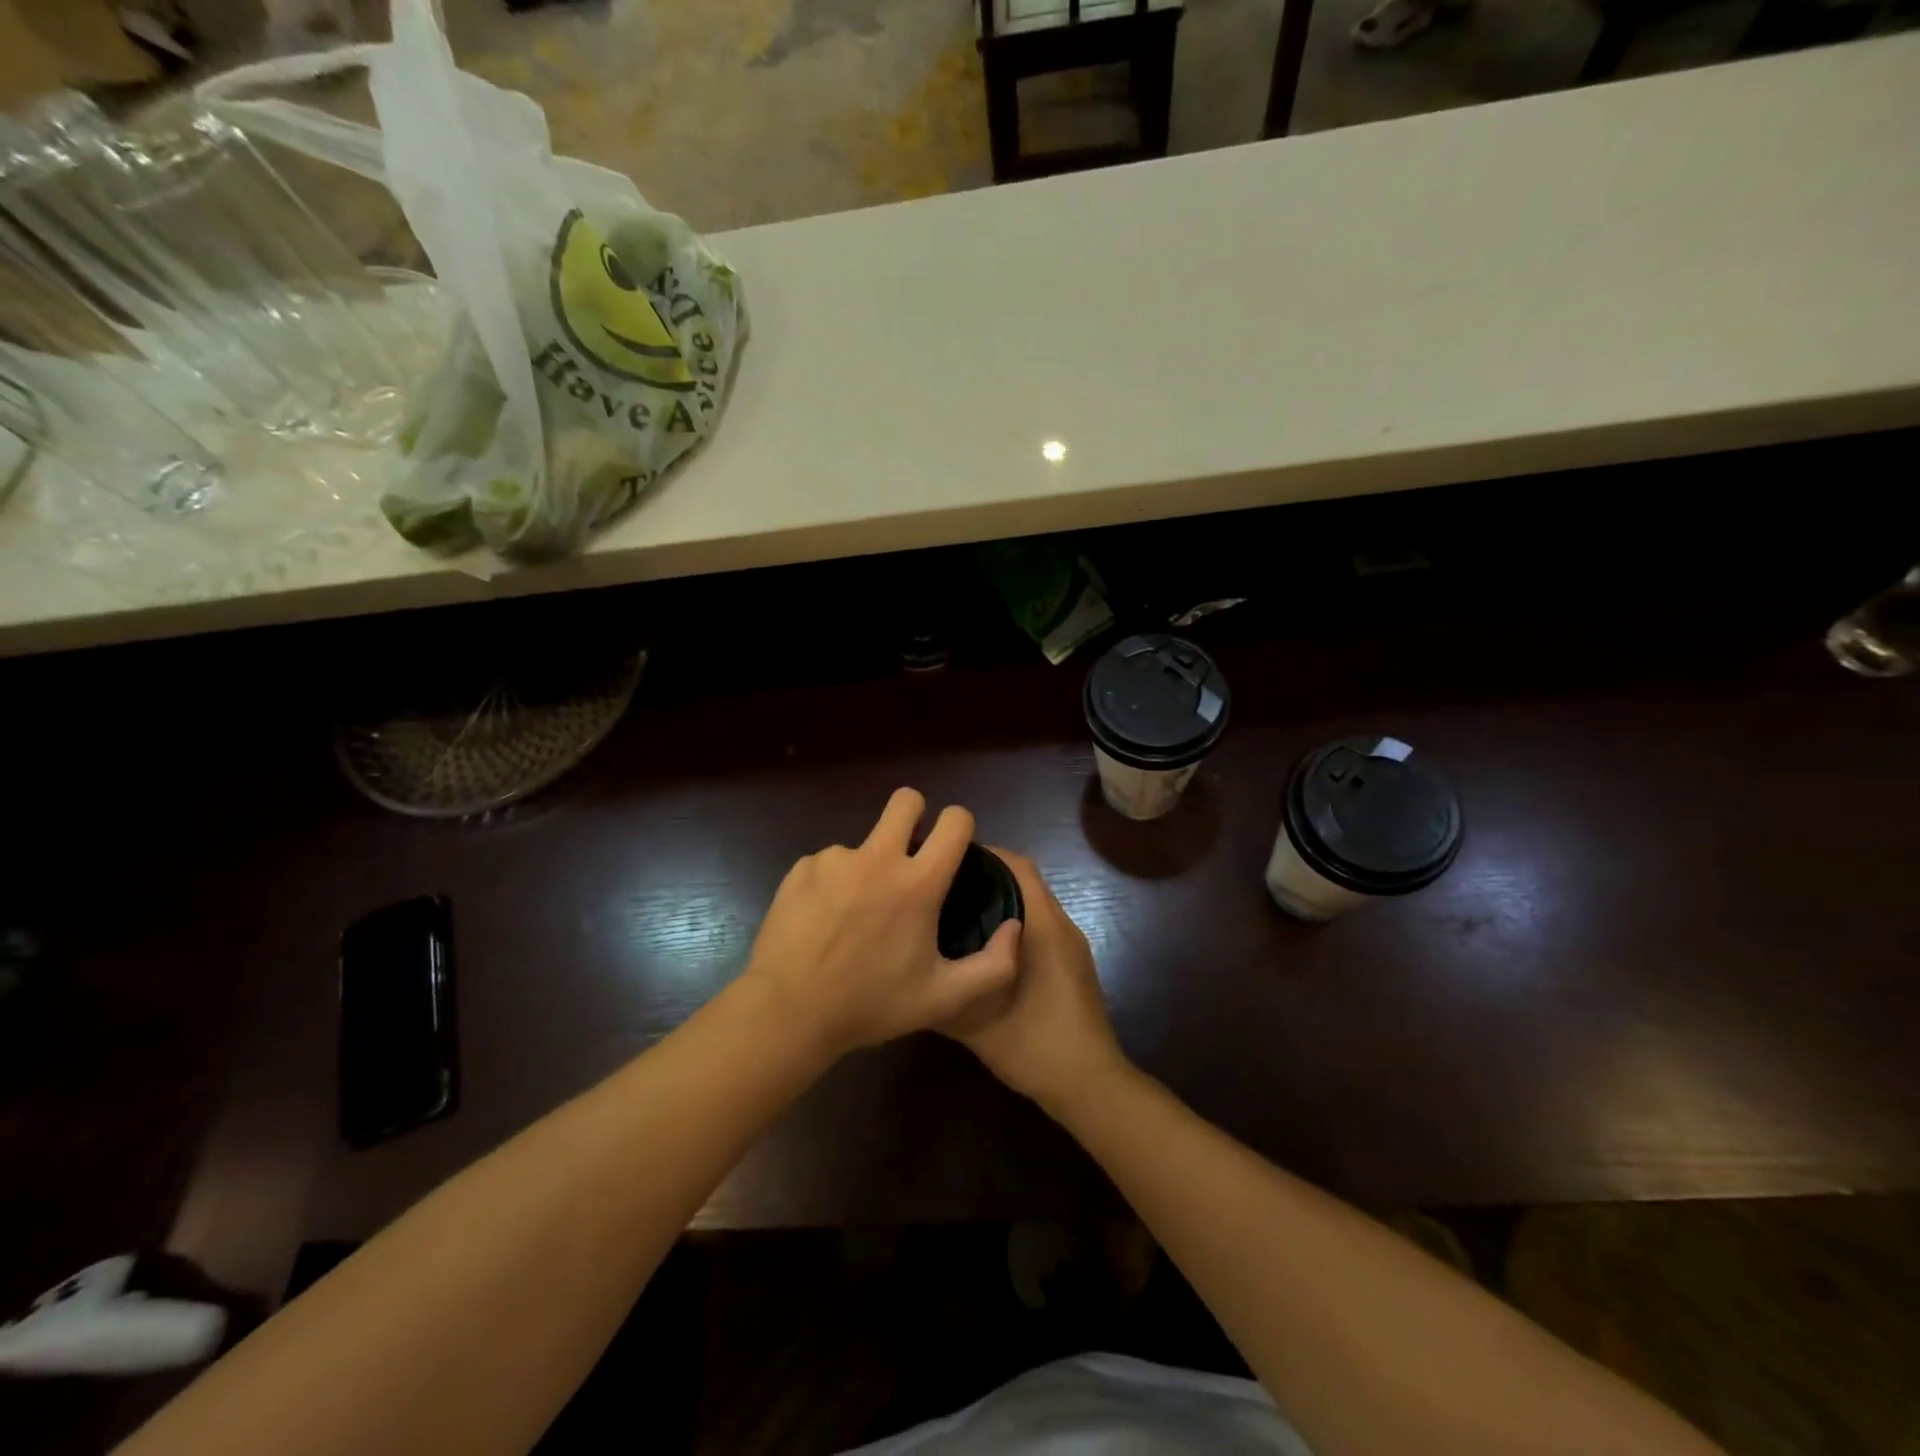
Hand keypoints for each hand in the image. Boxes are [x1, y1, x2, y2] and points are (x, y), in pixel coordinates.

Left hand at [742, 788, 1022, 1059]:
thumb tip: (1013, 927)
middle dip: (915, 814)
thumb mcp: (943, 998)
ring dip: (869, 864)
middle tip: (910, 852)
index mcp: (919, 882)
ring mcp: (835, 859)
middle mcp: (878, 857)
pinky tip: (824, 920)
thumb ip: (994, 966)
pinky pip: (828, 862)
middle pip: (906, 800)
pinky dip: (834, 882)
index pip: (955, 820)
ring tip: (856, 914)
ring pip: (864, 841)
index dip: (960, 825)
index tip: (954, 846)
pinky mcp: (802, 868)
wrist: (789, 1011)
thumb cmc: (871, 1004)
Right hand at [941, 849, 1130, 1114]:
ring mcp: (1071, 946)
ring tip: (957, 910)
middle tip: (944, 885)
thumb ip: (944, 988)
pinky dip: (1013, 923)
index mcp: (1043, 927)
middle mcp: (1061, 926)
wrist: (1088, 1083)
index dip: (986, 854)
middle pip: (1025, 880)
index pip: (1018, 866)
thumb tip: (913, 969)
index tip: (947, 859)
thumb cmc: (1034, 1044)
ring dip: (1001, 900)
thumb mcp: (975, 1020)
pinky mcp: (1072, 964)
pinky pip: (1040, 926)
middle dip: (988, 876)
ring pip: (1033, 904)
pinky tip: (983, 947)